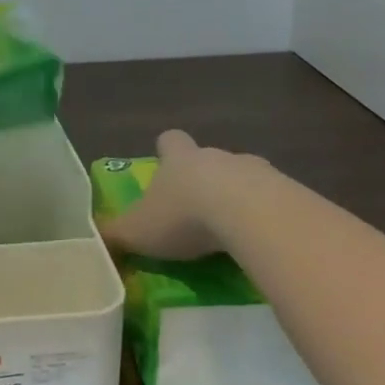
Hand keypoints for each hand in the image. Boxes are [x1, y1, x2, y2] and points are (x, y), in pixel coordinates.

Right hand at [101, 129, 269, 259]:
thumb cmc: (185, 216)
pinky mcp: (290, 194)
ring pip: (246, 178)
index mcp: (180, 159)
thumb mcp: (138, 231)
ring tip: (234, 232)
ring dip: (240, 198)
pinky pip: (277, 203)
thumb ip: (116, 234)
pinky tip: (264, 244)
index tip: (166, 168)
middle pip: (210, 159)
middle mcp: (217, 157)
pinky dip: (269, 219)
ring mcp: (258, 172)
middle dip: (206, 180)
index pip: (170, 140)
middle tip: (199, 211)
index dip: (167, 151)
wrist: (252, 216)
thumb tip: (94, 238)